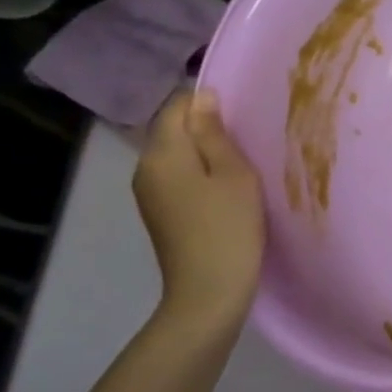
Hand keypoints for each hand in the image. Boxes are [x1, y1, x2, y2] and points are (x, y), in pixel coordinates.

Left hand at [132, 89, 263, 329]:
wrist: (208, 294)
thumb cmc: (228, 228)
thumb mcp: (233, 174)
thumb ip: (214, 133)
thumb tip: (202, 97)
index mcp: (161, 153)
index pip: (177, 106)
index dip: (207, 102)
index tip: (239, 118)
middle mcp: (145, 168)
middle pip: (173, 130)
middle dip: (206, 128)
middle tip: (246, 141)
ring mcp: (149, 193)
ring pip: (177, 155)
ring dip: (204, 153)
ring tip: (240, 164)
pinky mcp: (159, 213)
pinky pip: (178, 177)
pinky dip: (199, 174)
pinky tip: (224, 190)